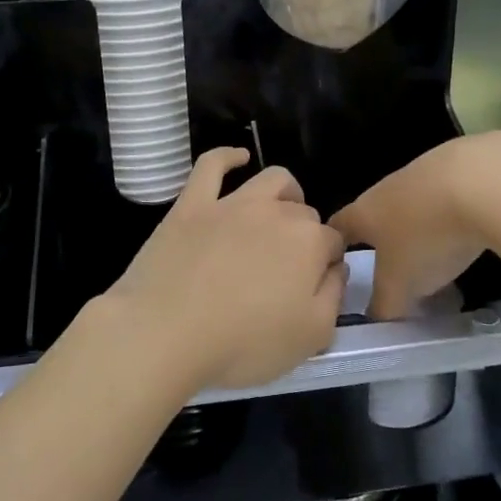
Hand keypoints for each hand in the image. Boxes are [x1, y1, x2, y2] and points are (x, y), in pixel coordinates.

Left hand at [105, 149, 346, 393]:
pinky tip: (238, 158)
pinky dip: (228, 156)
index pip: (332, 243)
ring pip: (271, 181)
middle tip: (288, 269)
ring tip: (280, 213)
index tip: (314, 286)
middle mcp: (276, 213)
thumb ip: (334, 297)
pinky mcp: (192, 204)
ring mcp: (231, 203)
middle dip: (306, 235)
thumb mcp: (311, 337)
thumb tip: (336, 268)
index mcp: (309, 243)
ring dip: (285, 193)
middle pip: (304, 214)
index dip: (327, 264)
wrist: (165, 332)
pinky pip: (212, 165)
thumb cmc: (242, 344)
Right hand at [332, 132, 500, 317]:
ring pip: (411, 204)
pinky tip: (468, 232)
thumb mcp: (402, 285)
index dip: (333, 245)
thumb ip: (385, 305)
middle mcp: (386, 188)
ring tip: (436, 255)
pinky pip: (445, 196)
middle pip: (375, 213)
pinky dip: (450, 215)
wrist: (481, 181)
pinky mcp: (459, 165)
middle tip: (393, 269)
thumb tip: (377, 317)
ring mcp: (422, 172)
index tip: (336, 264)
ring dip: (418, 227)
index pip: (337, 227)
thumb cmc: (426, 237)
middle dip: (382, 240)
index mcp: (364, 213)